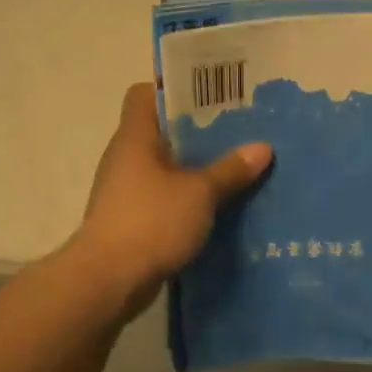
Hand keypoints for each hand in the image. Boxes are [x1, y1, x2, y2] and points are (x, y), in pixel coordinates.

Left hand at [73, 83, 272, 315]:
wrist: (109, 280)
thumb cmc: (151, 222)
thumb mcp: (200, 194)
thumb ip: (231, 170)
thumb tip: (263, 148)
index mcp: (134, 137)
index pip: (145, 94)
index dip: (174, 90)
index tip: (211, 97)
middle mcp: (125, 158)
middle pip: (161, 132)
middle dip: (198, 133)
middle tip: (238, 133)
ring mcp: (125, 192)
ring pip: (165, 169)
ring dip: (195, 170)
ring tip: (235, 170)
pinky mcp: (131, 222)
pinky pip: (164, 200)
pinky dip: (187, 201)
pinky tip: (217, 208)